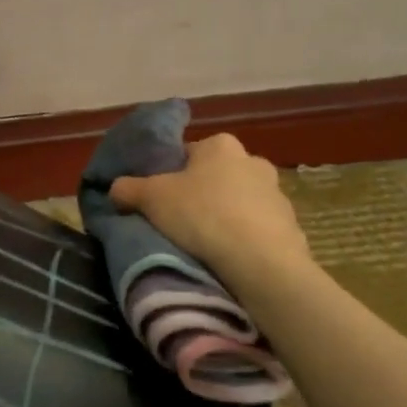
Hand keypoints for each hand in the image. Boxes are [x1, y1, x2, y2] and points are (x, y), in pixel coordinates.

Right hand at [109, 132, 309, 287]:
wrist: (260, 262)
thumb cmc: (201, 215)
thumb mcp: (150, 199)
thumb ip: (127, 189)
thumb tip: (116, 188)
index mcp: (220, 145)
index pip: (187, 153)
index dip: (168, 175)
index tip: (158, 199)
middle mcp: (253, 160)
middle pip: (215, 176)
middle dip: (199, 194)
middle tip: (177, 221)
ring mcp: (277, 194)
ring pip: (239, 202)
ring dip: (224, 217)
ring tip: (204, 245)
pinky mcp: (291, 226)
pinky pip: (257, 229)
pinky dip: (244, 239)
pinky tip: (229, 258)